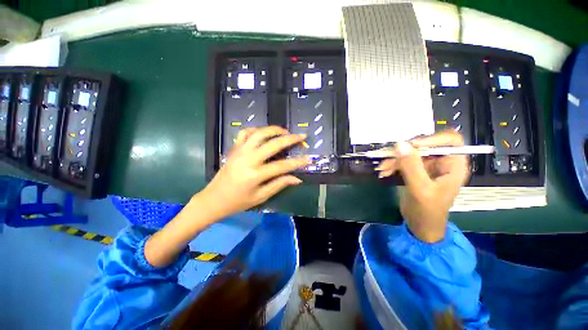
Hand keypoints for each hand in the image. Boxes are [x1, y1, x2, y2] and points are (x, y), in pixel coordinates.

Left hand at [201, 126, 309, 217]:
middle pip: (272, 144)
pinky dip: (255, 129)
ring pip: (259, 133)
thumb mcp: (261, 197)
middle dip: (290, 139)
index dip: (297, 162)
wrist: (213, 199)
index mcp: (255, 175)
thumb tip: (297, 178)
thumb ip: (279, 185)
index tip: (309, 158)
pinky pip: (244, 133)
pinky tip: (263, 133)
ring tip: (285, 131)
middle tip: (301, 136)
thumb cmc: (238, 202)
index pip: (282, 166)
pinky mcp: (234, 149)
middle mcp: (248, 159)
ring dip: (273, 130)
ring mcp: (239, 151)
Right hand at [376, 132, 468, 242]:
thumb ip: (411, 167)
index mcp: (453, 165)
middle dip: (405, 152)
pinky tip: (384, 172)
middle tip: (389, 156)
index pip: (450, 141)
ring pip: (410, 154)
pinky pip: (402, 162)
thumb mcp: (420, 189)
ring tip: (382, 168)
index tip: (412, 145)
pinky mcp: (415, 171)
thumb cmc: (428, 211)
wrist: (420, 225)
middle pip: (425, 146)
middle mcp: (442, 162)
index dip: (433, 138)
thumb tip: (400, 144)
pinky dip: (392, 165)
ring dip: (394, 160)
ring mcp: (427, 166)